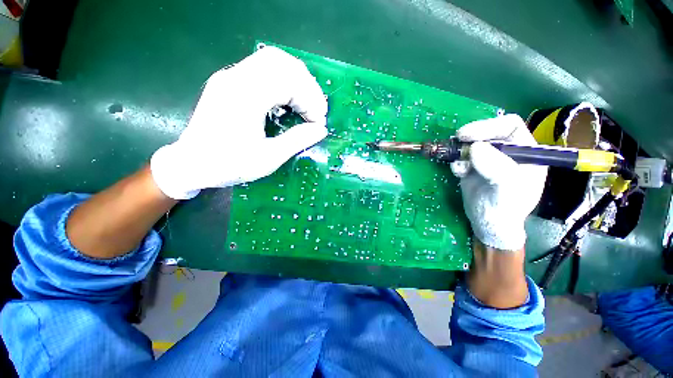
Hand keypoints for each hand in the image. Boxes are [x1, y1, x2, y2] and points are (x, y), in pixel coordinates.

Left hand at [151, 46, 328, 199]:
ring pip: (272, 61)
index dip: (310, 99)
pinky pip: (262, 70)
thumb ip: (297, 140)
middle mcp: (235, 78)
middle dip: (306, 85)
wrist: (191, 164)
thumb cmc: (229, 165)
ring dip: (295, 81)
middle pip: (281, 62)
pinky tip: (289, 101)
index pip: (287, 80)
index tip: (319, 121)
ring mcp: (230, 77)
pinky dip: (283, 82)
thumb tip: (320, 129)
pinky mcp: (230, 82)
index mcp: (244, 97)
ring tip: (306, 105)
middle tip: (316, 110)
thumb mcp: (268, 158)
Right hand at [450, 114, 546, 250]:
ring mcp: (488, 159)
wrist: (487, 225)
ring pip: (471, 144)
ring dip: (460, 152)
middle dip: (471, 137)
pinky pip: (462, 158)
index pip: (509, 126)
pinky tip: (458, 173)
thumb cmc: (504, 209)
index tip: (466, 135)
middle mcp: (507, 152)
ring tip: (459, 166)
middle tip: (456, 142)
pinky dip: (457, 162)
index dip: (488, 126)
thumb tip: (475, 148)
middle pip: (488, 133)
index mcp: (526, 153)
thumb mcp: (506, 189)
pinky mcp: (473, 167)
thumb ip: (496, 167)